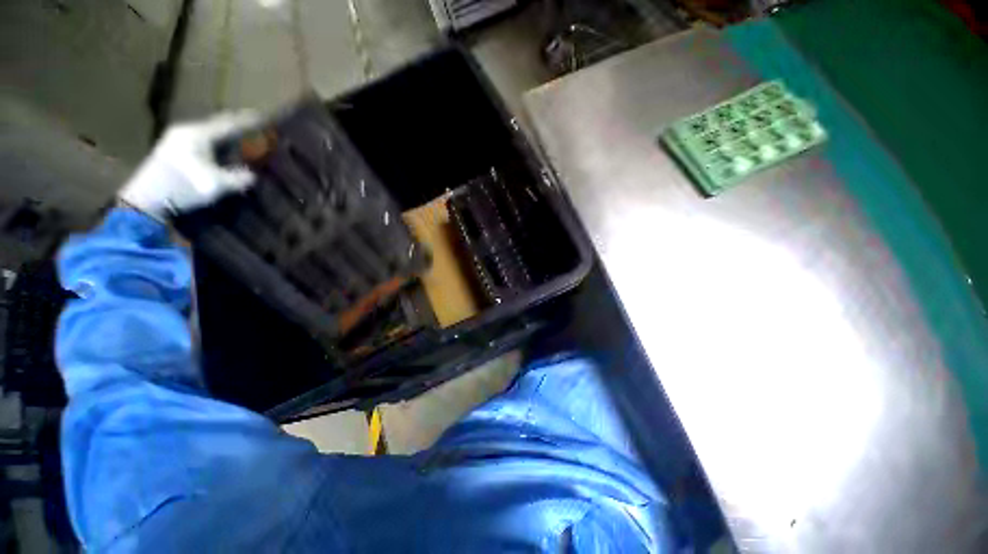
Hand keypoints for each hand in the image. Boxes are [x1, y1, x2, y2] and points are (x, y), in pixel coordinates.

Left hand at [119, 111, 261, 218]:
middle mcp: (186, 131)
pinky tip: (219, 148)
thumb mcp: (216, 185)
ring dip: (223, 135)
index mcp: (198, 135)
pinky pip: (199, 139)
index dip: (247, 122)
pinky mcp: (171, 149)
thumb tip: (252, 175)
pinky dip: (213, 142)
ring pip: (207, 132)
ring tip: (238, 138)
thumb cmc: (183, 187)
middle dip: (234, 126)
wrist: (146, 200)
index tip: (262, 117)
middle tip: (252, 126)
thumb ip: (238, 178)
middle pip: (216, 125)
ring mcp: (175, 139)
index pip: (228, 124)